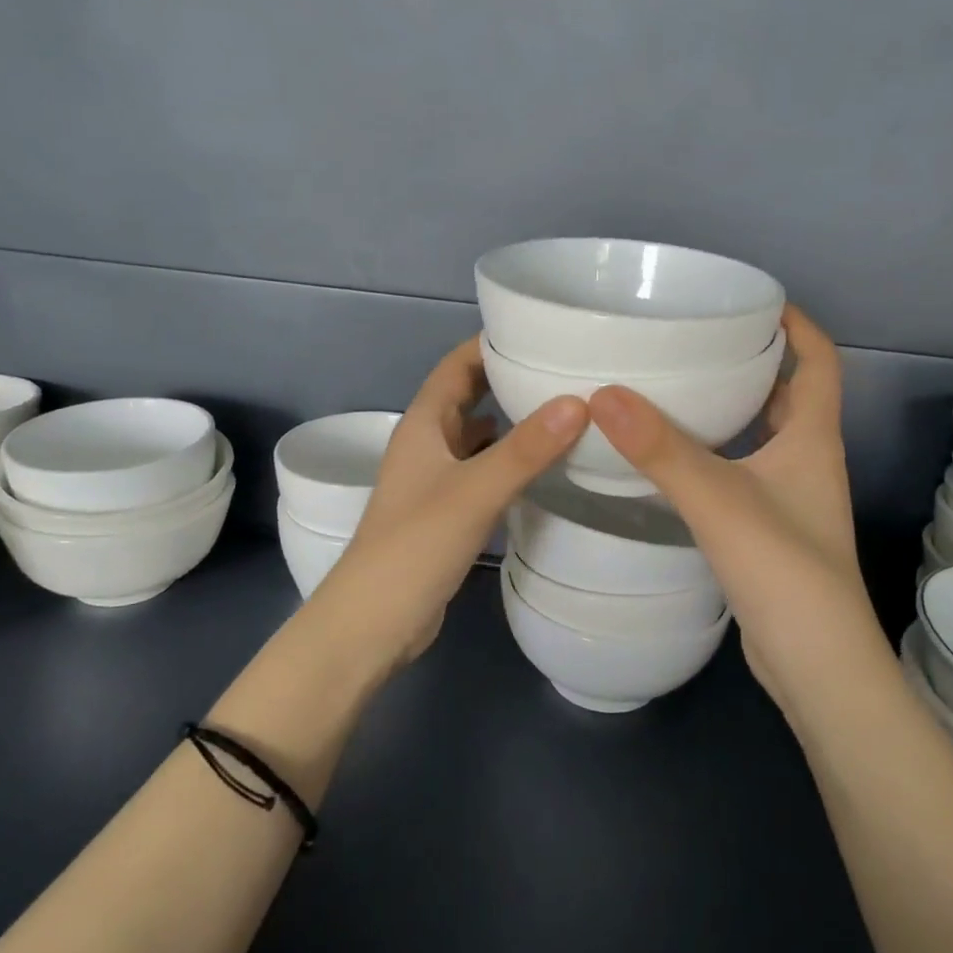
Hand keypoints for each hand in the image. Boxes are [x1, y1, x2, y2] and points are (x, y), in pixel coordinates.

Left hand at [309, 338, 587, 670]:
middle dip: (507, 377)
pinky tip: (541, 465)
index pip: (457, 365)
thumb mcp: (474, 492)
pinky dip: (509, 459)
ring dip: (511, 419)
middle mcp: (427, 444)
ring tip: (563, 409)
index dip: (490, 342)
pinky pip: (482, 470)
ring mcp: (435, 480)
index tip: (540, 329)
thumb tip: (579, 401)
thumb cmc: (414, 546)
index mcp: (424, 425)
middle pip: (468, 395)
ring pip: (477, 435)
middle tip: (562, 367)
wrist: (372, 623)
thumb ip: (525, 449)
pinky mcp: (446, 512)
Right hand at [589, 308, 878, 714]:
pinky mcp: (771, 530)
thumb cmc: (784, 571)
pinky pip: (744, 471)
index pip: (820, 362)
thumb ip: (662, 450)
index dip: (797, 325)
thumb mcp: (720, 501)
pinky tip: (674, 459)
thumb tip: (603, 394)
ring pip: (764, 436)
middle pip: (790, 395)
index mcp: (813, 440)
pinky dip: (718, 453)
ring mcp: (792, 499)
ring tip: (677, 389)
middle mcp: (808, 462)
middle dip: (754, 361)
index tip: (755, 300)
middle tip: (699, 340)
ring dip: (733, 409)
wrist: (816, 666)